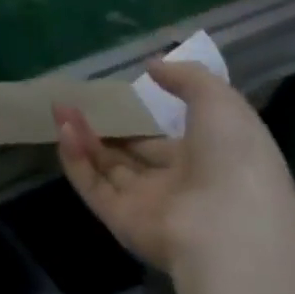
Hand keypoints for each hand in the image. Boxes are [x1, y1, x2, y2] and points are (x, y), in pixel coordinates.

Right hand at [54, 60, 294, 270]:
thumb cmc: (234, 157)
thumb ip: (186, 78)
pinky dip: (75, 159)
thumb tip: (153, 66)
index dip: (143, 120)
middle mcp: (177, 185)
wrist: (232, 228)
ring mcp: (147, 205)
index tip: (118, 97)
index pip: (167, 141)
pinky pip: (93, 186)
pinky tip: (63, 129)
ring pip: (107, 168)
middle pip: (131, 156)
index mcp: (208, 161)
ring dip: (83, 137)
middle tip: (76, 102)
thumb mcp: (220, 101)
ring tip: (59, 107)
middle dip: (105, 129)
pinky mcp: (121, 220)